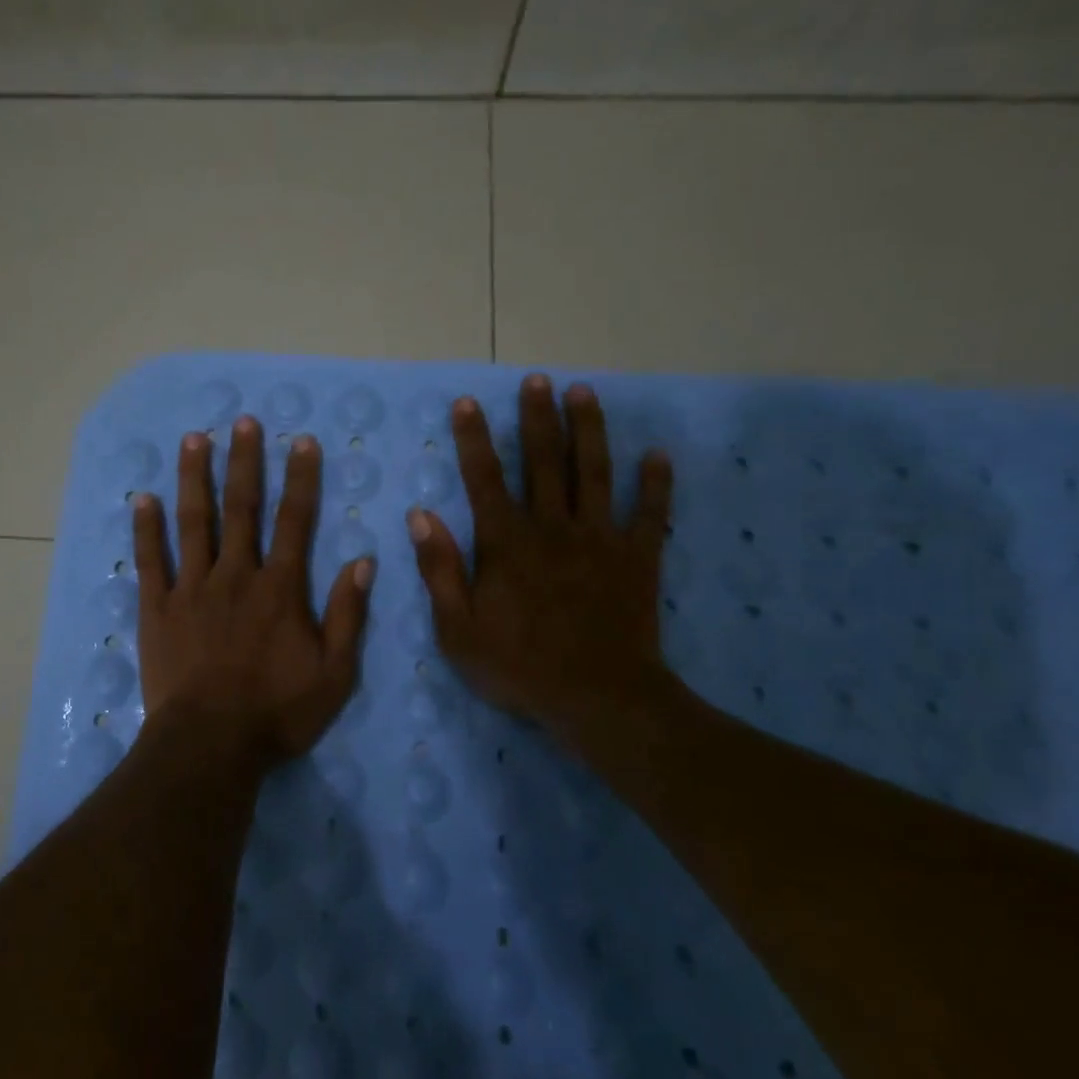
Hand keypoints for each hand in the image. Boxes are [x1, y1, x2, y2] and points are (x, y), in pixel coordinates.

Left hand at [133, 417, 373, 771]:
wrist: (211, 745)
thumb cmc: (277, 713)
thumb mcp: (335, 673)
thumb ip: (348, 615)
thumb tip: (363, 561)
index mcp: (280, 589)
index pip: (295, 521)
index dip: (301, 479)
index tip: (302, 442)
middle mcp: (236, 575)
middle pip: (242, 508)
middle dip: (244, 462)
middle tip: (243, 422)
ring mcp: (192, 589)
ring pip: (193, 522)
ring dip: (194, 478)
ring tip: (194, 439)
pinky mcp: (158, 609)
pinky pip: (151, 561)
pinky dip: (146, 529)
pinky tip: (141, 499)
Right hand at [408, 374, 676, 737]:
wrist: (598, 699)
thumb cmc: (519, 666)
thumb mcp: (457, 629)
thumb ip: (439, 569)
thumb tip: (420, 515)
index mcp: (506, 543)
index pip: (485, 478)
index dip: (474, 438)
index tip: (468, 402)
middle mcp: (552, 527)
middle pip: (544, 461)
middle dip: (538, 417)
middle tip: (537, 379)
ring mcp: (599, 539)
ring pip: (595, 473)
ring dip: (589, 430)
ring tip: (584, 393)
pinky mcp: (638, 558)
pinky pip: (650, 514)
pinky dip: (656, 484)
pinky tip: (658, 455)